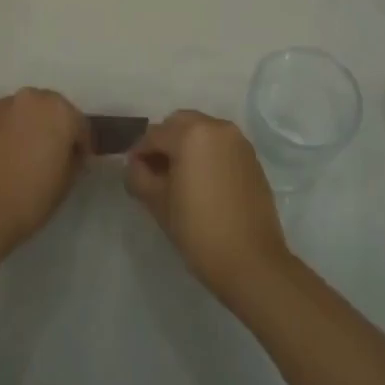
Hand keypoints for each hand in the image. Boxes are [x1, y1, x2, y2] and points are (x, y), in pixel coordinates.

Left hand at [0, 88, 88, 258]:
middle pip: (48, 111)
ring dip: (24, 129)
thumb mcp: (66, 182)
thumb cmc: (29, 197)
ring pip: (20, 114)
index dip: (80, 146)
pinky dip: (1, 136)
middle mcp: (29, 98)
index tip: (75, 165)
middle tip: (48, 158)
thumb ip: (72, 159)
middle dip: (51, 130)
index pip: (79, 125)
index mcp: (58, 110)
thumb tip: (66, 153)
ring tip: (19, 159)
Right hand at [125, 110, 290, 304]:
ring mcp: (238, 141)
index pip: (154, 135)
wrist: (251, 261)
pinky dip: (206, 153)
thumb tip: (135, 165)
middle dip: (164, 142)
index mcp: (191, 134)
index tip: (133, 173)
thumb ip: (139, 176)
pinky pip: (220, 145)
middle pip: (179, 124)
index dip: (139, 153)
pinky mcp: (252, 158)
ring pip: (202, 131)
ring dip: (186, 145)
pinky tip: (201, 181)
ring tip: (178, 177)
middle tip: (155, 171)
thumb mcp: (158, 202)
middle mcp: (217, 127)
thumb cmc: (198, 230)